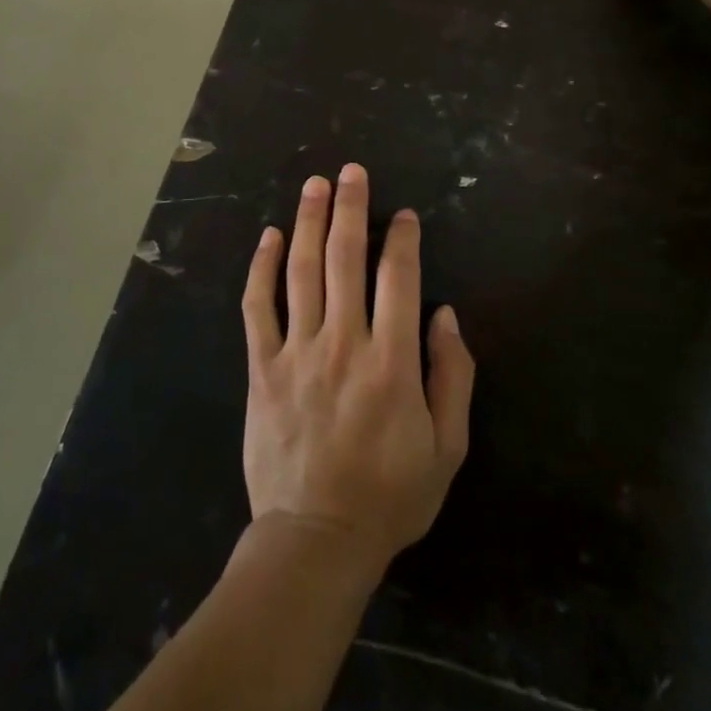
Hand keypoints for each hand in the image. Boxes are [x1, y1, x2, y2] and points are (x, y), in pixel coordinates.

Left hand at [241, 163, 474, 574]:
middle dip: (350, 209)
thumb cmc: (390, 495)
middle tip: (351, 171)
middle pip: (345, 259)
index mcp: (391, 362)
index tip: (403, 214)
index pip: (398, 279)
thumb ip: (452, 376)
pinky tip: (269, 235)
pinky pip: (258, 307)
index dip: (402, 239)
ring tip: (314, 184)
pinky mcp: (262, 368)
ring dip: (309, 222)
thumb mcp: (447, 447)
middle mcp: (343, 344)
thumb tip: (444, 314)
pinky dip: (262, 267)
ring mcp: (297, 352)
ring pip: (302, 271)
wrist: (315, 539)